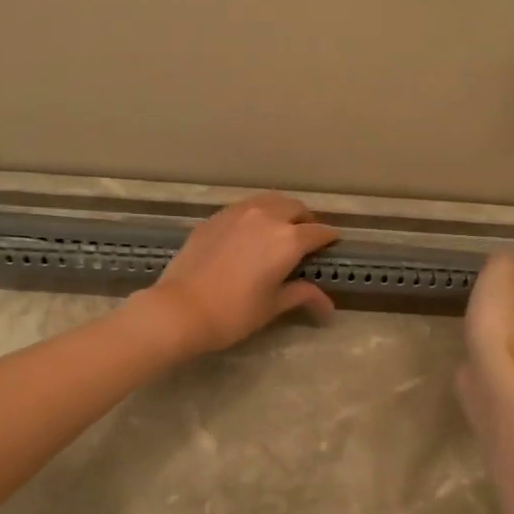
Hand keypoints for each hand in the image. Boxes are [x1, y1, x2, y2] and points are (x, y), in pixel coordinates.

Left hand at [133, 194, 339, 356]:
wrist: (180, 308)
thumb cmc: (233, 313)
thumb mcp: (272, 306)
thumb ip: (301, 295)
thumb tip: (328, 307)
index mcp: (287, 240)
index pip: (318, 232)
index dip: (329, 238)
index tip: (333, 243)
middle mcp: (266, 217)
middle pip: (295, 208)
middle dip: (305, 220)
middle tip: (307, 236)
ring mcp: (237, 213)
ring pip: (268, 201)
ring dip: (281, 211)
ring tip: (280, 228)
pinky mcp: (214, 217)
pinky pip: (244, 207)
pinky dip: (256, 214)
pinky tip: (250, 231)